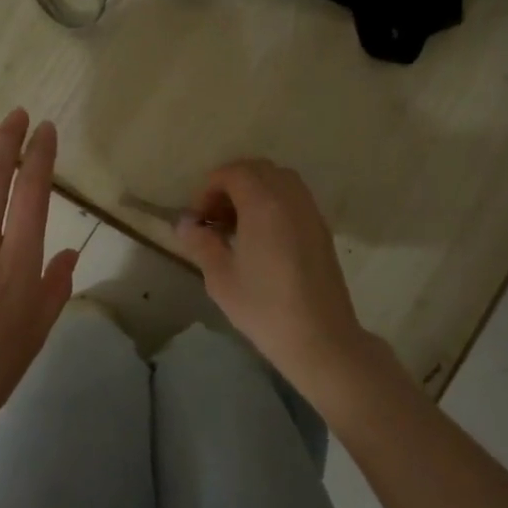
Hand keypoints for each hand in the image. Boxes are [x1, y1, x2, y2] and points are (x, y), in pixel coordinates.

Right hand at [172, 159, 381, 396]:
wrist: (320, 337)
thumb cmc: (264, 307)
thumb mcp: (220, 277)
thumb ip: (201, 243)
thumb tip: (185, 223)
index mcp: (263, 204)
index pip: (233, 173)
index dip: (209, 188)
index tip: (198, 219)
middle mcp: (290, 198)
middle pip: (258, 170)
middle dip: (231, 184)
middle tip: (214, 217)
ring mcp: (310, 212)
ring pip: (280, 180)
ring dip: (254, 191)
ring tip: (236, 225)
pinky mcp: (321, 229)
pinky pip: (294, 198)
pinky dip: (273, 202)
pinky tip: (261, 237)